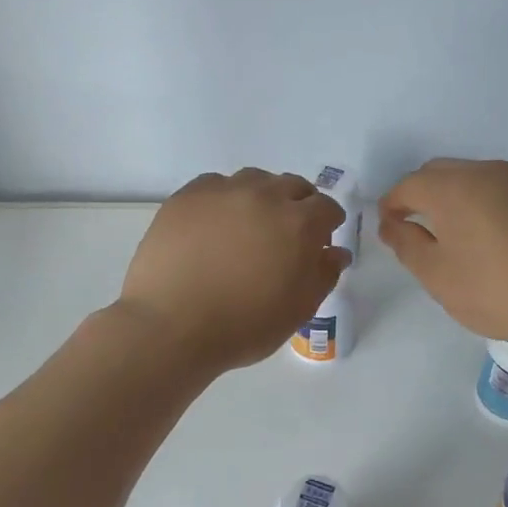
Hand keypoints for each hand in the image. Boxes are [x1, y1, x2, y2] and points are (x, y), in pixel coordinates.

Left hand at [119, 169, 350, 372]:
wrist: (171, 327)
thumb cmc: (243, 326)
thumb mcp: (298, 309)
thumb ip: (323, 275)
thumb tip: (336, 252)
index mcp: (298, 223)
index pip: (326, 207)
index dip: (329, 222)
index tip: (322, 239)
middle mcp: (263, 196)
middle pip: (292, 185)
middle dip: (299, 204)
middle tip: (289, 232)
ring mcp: (222, 192)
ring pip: (254, 180)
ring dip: (262, 196)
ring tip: (251, 223)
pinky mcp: (187, 196)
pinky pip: (215, 185)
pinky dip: (225, 198)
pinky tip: (216, 223)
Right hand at [378, 158, 507, 344]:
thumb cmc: (500, 290)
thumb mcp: (439, 277)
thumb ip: (407, 245)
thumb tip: (392, 224)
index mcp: (451, 188)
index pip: (408, 185)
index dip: (392, 205)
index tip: (390, 228)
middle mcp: (487, 171)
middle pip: (442, 173)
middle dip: (423, 195)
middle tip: (421, 230)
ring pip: (478, 178)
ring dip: (461, 198)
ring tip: (464, 235)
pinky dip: (494, 205)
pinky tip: (505, 238)